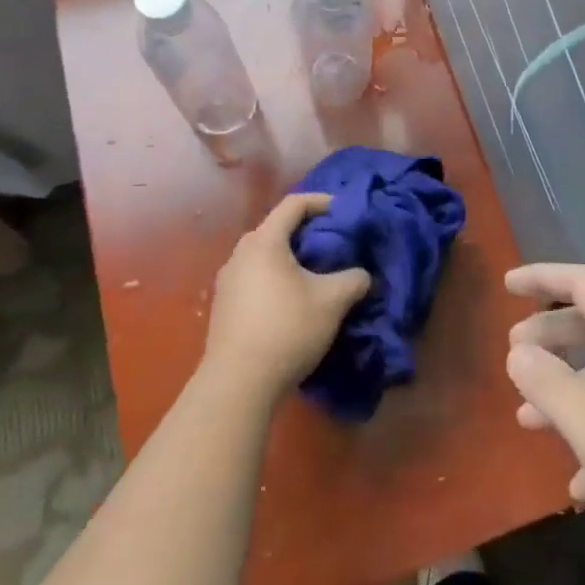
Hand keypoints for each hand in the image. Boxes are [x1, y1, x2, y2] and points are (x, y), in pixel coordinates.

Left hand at [204, 194, 370, 404]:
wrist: (238, 383)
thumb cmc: (287, 329)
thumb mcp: (333, 301)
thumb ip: (354, 278)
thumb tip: (361, 275)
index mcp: (264, 242)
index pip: (294, 204)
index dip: (322, 201)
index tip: (343, 211)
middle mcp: (240, 255)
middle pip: (275, 229)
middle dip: (305, 231)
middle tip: (332, 243)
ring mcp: (227, 282)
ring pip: (263, 256)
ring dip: (289, 258)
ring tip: (314, 273)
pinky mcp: (223, 307)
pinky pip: (254, 278)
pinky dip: (275, 278)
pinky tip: (291, 301)